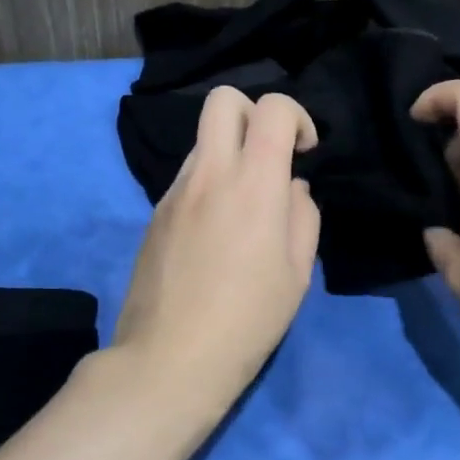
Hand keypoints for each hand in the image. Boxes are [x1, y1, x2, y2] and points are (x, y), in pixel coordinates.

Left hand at [112, 87, 320, 416]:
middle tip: (269, 156)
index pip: (271, 108)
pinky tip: (215, 232)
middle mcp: (209, 174)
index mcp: (253, 184)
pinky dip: (208, 183)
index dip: (296, 116)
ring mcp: (174, 192)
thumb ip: (303, 217)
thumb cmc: (248, 320)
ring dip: (229, 152)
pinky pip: (186, 177)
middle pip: (222, 100)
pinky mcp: (154, 214)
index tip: (304, 152)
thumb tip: (291, 190)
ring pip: (203, 140)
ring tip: (243, 204)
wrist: (170, 359)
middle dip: (253, 112)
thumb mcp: (297, 273)